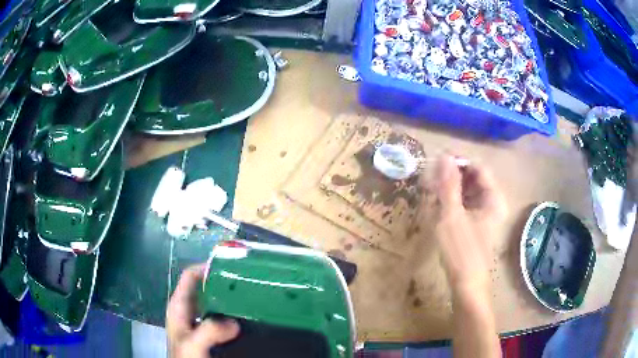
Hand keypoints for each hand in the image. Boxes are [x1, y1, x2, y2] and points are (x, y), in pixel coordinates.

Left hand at [166, 264, 239, 357]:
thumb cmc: (184, 357)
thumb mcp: (193, 344)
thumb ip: (209, 330)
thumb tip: (234, 322)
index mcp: (179, 305)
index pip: (190, 276)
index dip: (207, 268)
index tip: (232, 268)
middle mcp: (188, 310)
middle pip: (204, 288)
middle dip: (223, 284)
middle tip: (246, 283)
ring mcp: (198, 322)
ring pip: (214, 303)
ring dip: (229, 300)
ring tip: (249, 298)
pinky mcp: (207, 332)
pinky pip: (221, 318)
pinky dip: (232, 315)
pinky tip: (245, 319)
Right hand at [428, 155, 506, 292]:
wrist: (467, 285)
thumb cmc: (461, 250)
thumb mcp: (451, 215)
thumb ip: (449, 184)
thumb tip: (444, 156)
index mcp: (493, 197)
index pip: (478, 167)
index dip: (458, 161)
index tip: (436, 162)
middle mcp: (492, 202)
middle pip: (473, 178)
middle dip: (452, 175)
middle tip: (430, 177)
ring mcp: (485, 213)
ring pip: (468, 191)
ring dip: (451, 187)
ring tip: (431, 189)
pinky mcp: (477, 224)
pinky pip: (466, 204)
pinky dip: (452, 200)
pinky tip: (438, 203)